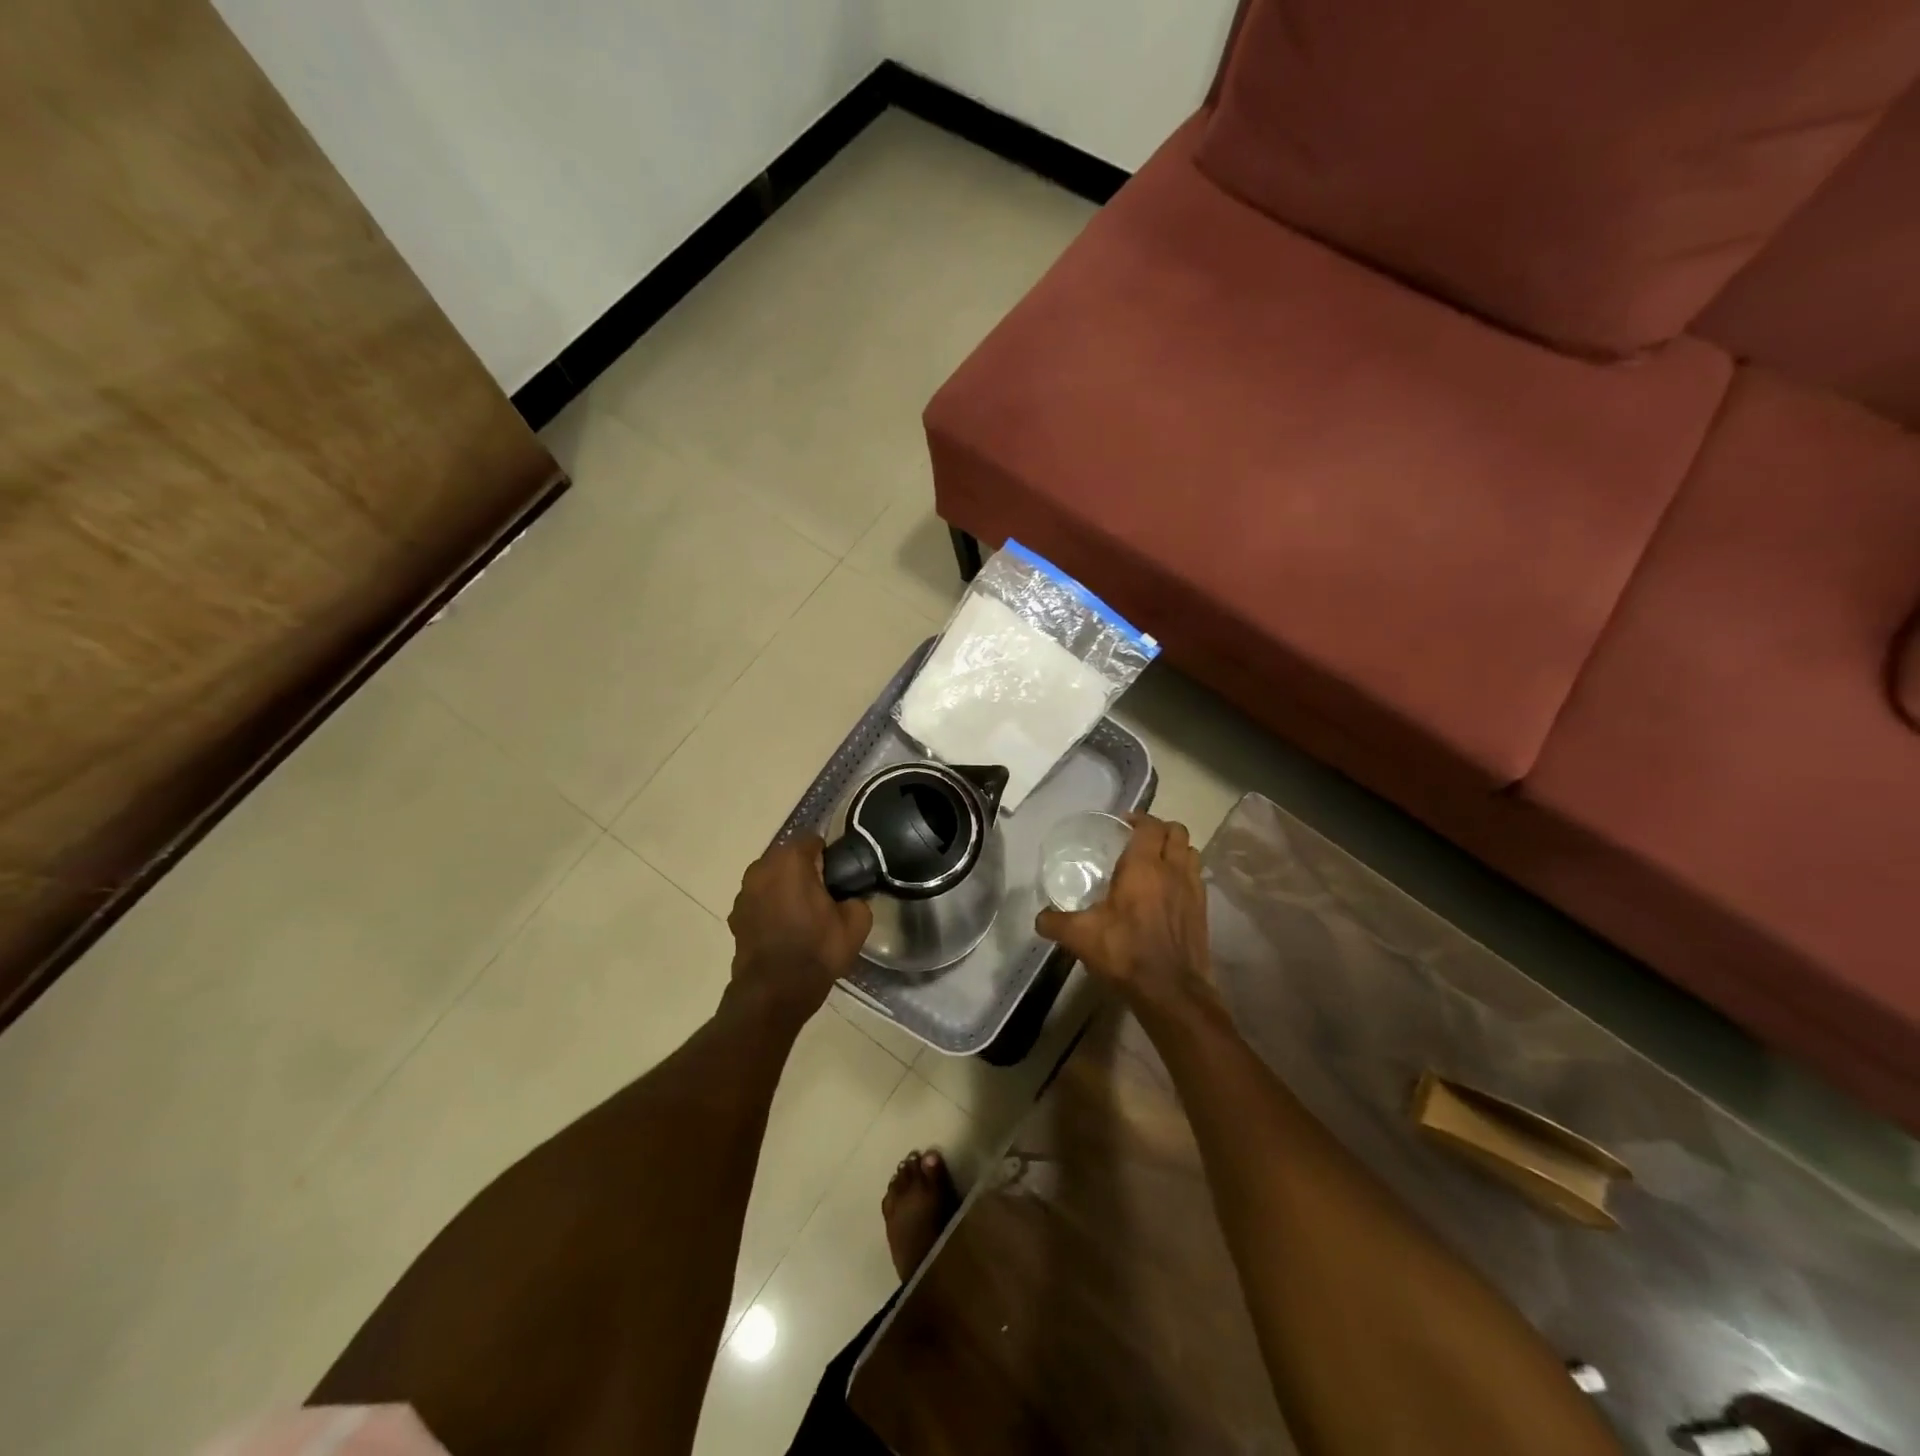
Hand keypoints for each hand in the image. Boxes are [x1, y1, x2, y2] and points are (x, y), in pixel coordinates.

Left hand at [727, 836, 872, 1026]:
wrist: (774, 993)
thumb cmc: (816, 951)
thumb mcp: (856, 924)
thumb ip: (857, 899)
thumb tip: (849, 898)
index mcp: (791, 861)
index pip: (813, 840)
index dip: (828, 858)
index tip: (838, 879)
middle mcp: (761, 868)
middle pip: (788, 858)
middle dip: (804, 871)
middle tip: (823, 897)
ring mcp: (743, 892)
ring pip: (771, 879)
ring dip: (784, 889)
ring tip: (802, 916)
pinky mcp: (734, 916)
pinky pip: (759, 901)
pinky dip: (769, 908)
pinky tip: (783, 931)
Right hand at [1035, 814, 1216, 1016]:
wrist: (1171, 992)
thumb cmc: (1125, 953)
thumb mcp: (1081, 936)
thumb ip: (1056, 922)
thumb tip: (1039, 918)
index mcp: (1144, 867)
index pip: (1150, 826)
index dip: (1138, 818)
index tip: (1123, 823)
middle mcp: (1172, 870)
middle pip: (1177, 831)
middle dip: (1160, 829)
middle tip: (1139, 839)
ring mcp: (1193, 890)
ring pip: (1191, 852)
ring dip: (1176, 849)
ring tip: (1157, 861)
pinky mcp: (1203, 911)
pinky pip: (1197, 877)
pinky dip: (1185, 874)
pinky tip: (1169, 891)